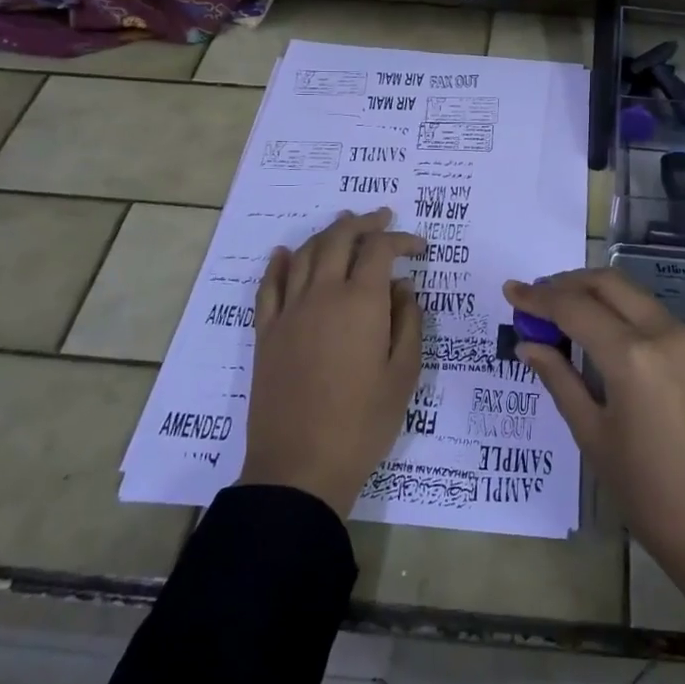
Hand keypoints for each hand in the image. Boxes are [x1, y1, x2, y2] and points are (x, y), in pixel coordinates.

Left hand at [240, 209, 424, 517]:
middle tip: (381, 217)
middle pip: (339, 239)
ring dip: (326, 234)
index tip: (419, 247)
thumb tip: (402, 288)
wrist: (300, 466)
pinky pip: (269, 286)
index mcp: (361, 303)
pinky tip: (285, 253)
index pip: (380, 250)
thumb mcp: (404, 374)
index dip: (401, 240)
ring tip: (343, 225)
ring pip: (305, 255)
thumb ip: (408, 322)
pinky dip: (279, 263)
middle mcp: (322, 295)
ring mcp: (288, 312)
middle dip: (363, 223)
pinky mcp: (266, 333)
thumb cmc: (364, 423)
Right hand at [505, 269, 684, 668]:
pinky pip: (648, 314)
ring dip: (592, 294)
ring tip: (556, 313)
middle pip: (608, 283)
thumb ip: (560, 381)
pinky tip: (593, 331)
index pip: (575, 308)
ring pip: (631, 293)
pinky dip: (616, 311)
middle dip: (566, 284)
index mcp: (633, 356)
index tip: (509, 291)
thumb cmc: (651, 495)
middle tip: (533, 299)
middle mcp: (663, 333)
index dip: (538, 298)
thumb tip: (528, 344)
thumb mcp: (594, 437)